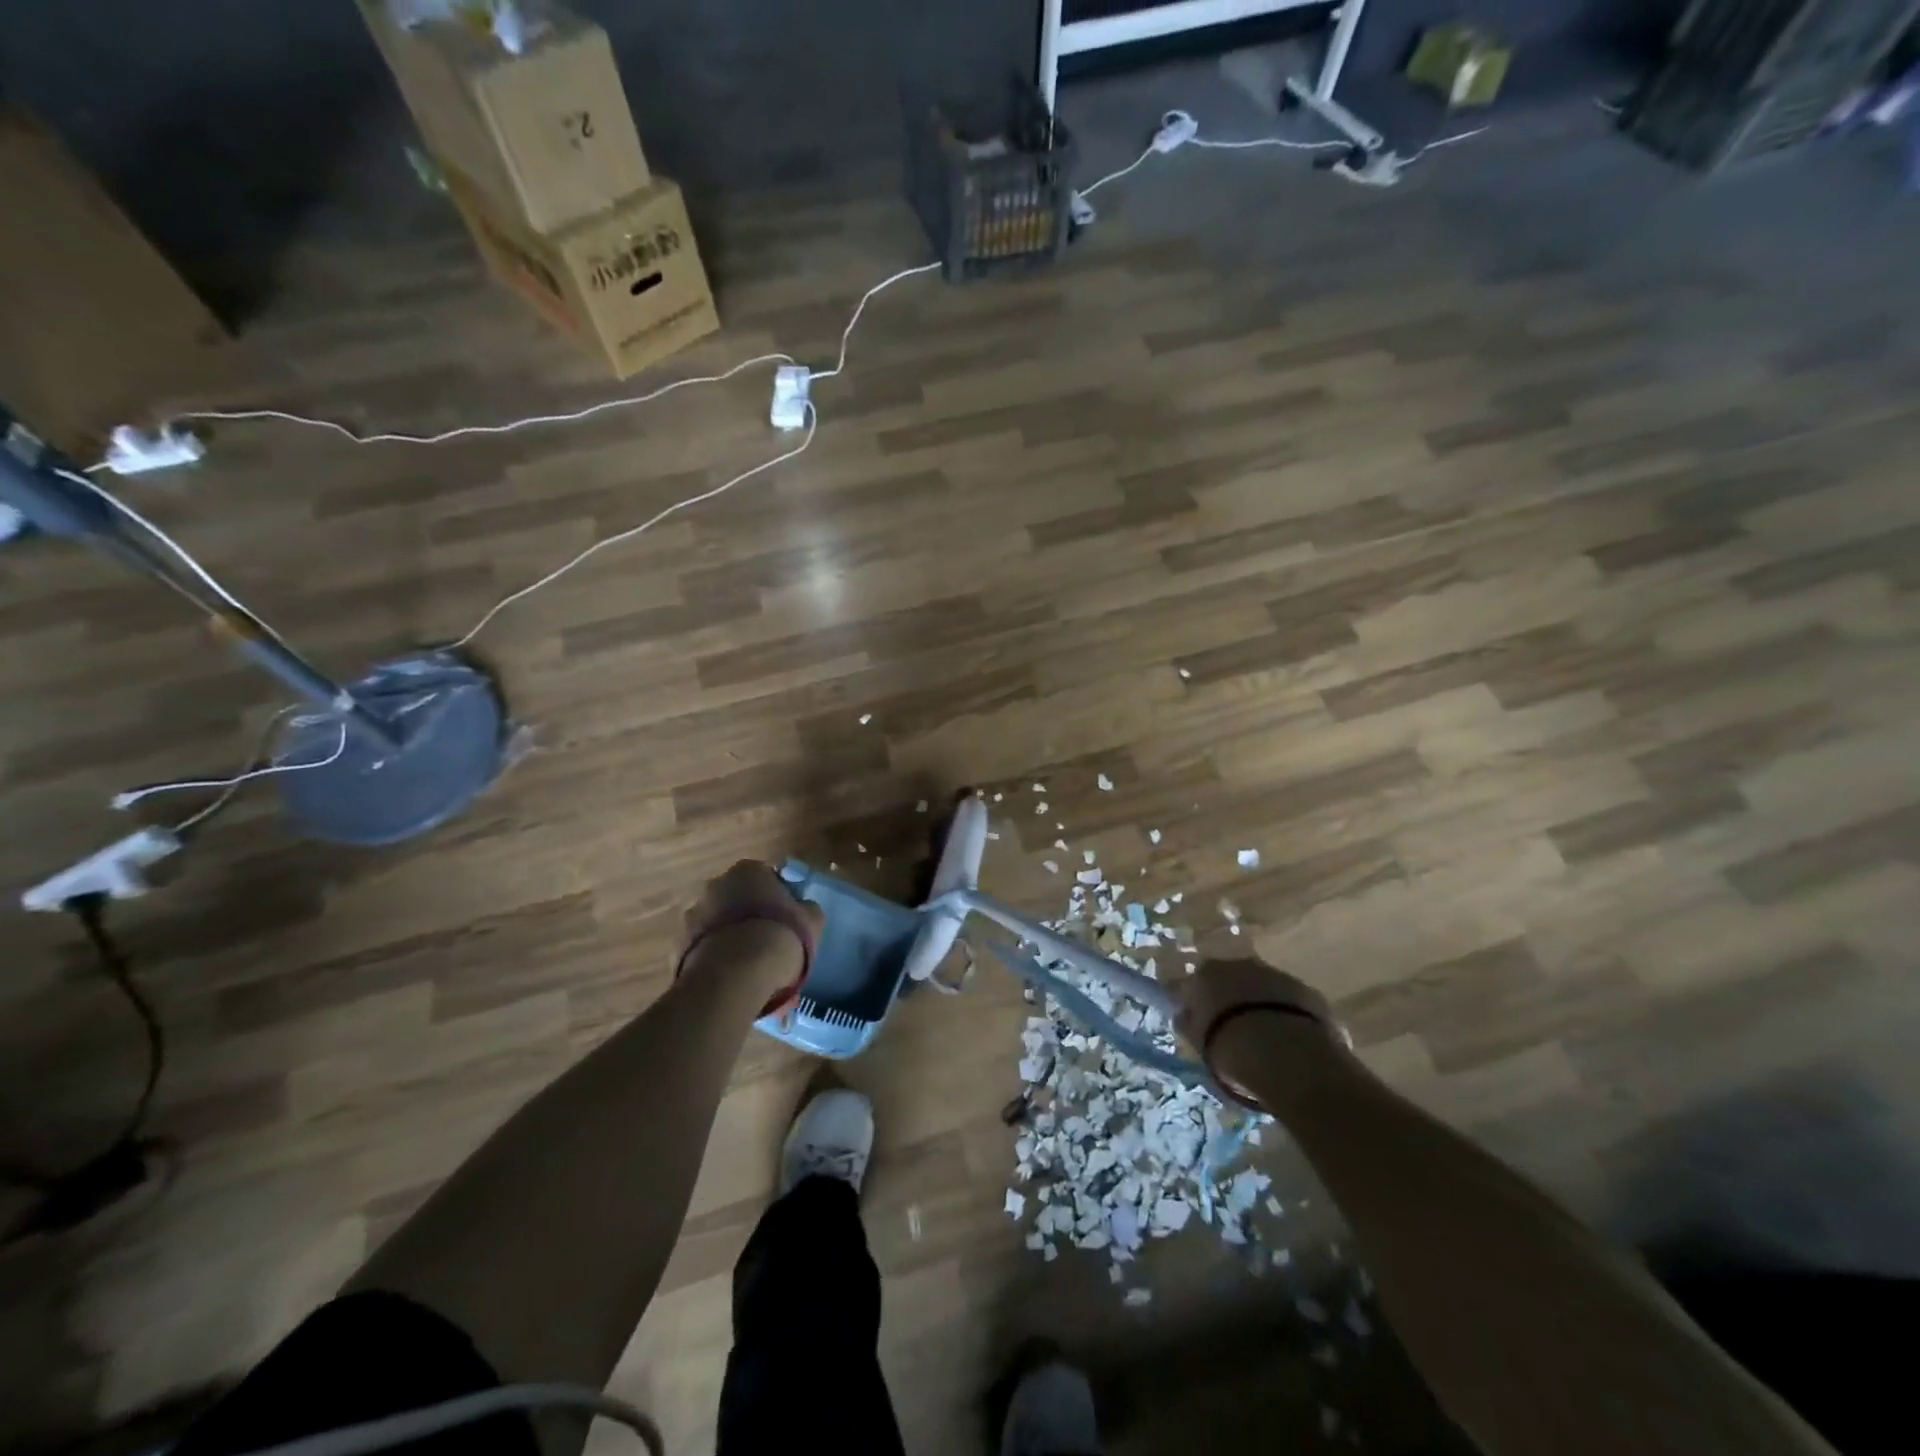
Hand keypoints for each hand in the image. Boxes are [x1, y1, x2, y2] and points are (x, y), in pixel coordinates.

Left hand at [677, 861, 824, 1007]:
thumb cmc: (781, 936)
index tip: (786, 919)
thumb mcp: (812, 920)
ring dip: (729, 935)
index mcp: (748, 870)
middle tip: (766, 940)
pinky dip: (714, 956)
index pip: (766, 877)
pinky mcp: (679, 945)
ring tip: (747, 964)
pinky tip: (731, 976)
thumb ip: (806, 908)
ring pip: (717, 923)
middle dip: (748, 914)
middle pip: (737, 897)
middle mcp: (716, 884)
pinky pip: (704, 947)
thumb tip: (802, 908)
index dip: (777, 897)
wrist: (737, 975)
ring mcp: (693, 914)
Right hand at [1177, 957, 1345, 1106]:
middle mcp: (1239, 964)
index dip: (1198, 1002)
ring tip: (1265, 1036)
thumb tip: (1185, 1015)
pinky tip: (1290, 1038)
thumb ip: (1189, 1024)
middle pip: (1231, 979)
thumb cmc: (1230, 1048)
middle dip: (1231, 998)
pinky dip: (1287, 1013)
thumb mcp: (1199, 1042)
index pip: (1195, 982)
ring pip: (1262, 987)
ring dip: (1261, 1004)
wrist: (1288, 1054)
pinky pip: (1290, 1000)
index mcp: (1206, 974)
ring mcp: (1275, 974)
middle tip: (1234, 1028)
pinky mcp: (1307, 990)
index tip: (1201, 1022)